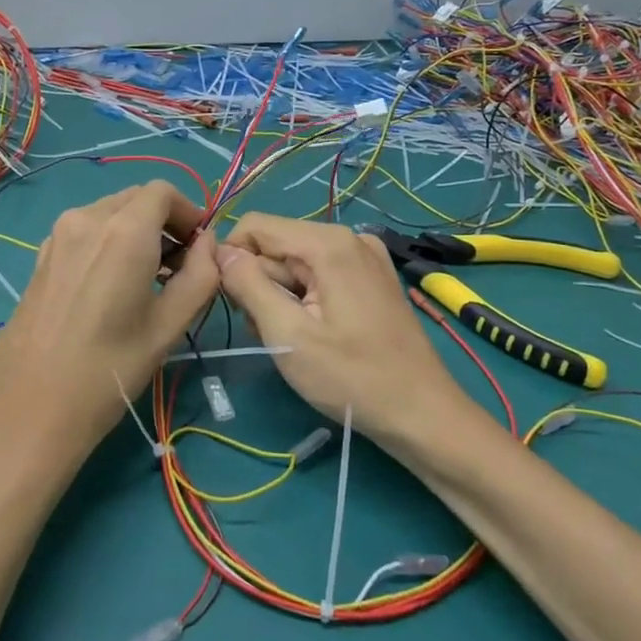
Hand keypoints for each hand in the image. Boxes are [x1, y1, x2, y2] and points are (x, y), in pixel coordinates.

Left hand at [0, 181, 218, 463]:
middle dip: (164, 221)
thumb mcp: (169, 326)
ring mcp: (57, 235)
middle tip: (179, 266)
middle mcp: (87, 219)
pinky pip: (84, 231)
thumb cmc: (109, 369)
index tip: (199, 248)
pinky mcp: (41, 256)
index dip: (189, 212)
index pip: (163, 192)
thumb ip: (201, 275)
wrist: (30, 407)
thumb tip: (209, 243)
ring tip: (147, 279)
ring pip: (108, 212)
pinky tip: (111, 286)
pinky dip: (107, 241)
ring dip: (136, 231)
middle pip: (135, 199)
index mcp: (123, 231)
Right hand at [215, 214, 466, 442]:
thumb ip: (248, 285)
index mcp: (328, 242)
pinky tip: (311, 335)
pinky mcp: (370, 279)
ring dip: (279, 299)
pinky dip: (303, 301)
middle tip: (269, 333)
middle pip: (276, 246)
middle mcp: (347, 237)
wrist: (421, 414)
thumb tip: (220, 251)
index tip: (230, 303)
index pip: (255, 226)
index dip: (231, 259)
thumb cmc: (351, 378)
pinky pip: (318, 275)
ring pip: (294, 264)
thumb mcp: (287, 334)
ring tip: (292, 341)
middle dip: (259, 285)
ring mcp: (363, 257)